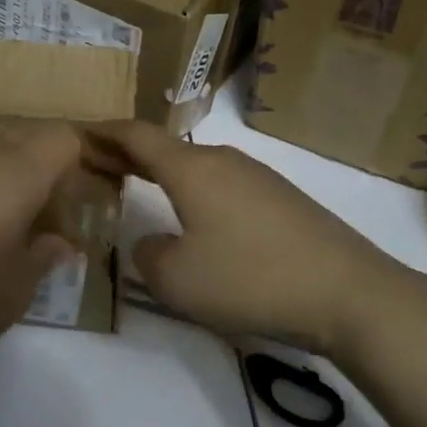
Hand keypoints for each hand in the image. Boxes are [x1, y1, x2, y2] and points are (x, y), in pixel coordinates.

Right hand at [89, 120, 426, 355]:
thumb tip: (153, 242)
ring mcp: (257, 176)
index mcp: (191, 169)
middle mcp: (223, 160)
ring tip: (141, 189)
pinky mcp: (281, 198)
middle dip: (129, 154)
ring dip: (163, 173)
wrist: (349, 292)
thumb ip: (147, 255)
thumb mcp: (177, 280)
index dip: (103, 133)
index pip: (136, 135)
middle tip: (99, 165)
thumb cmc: (251, 279)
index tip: (78, 135)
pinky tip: (196, 217)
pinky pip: (223, 184)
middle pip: (165, 148)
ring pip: (196, 166)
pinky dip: (194, 190)